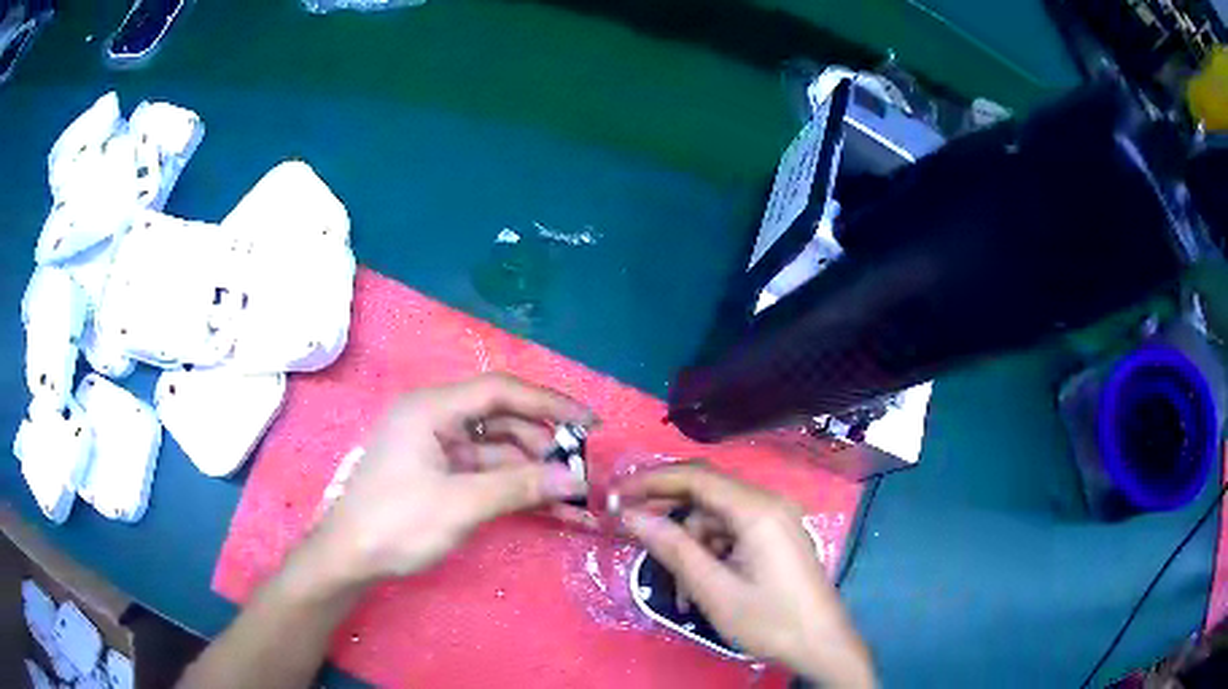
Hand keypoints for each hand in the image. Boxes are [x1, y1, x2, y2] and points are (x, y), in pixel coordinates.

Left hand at [312, 372, 597, 586]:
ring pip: (497, 449)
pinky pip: (485, 472)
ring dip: (533, 470)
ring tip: (572, 495)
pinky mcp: (439, 474)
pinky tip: (547, 505)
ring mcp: (437, 448)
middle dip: (543, 444)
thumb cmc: (396, 523)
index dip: (549, 404)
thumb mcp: (459, 505)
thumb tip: (574, 479)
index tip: (589, 423)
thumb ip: (518, 487)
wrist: (349, 559)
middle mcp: (435, 419)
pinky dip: (514, 486)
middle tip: (582, 470)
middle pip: (501, 419)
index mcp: (431, 409)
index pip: (500, 391)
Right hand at [617, 464, 874, 688]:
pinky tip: (702, 590)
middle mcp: (769, 505)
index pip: (696, 477)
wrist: (822, 644)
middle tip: (636, 540)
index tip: (615, 495)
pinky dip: (711, 556)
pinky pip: (733, 535)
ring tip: (681, 593)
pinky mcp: (777, 538)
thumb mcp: (715, 589)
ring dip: (691, 549)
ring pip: (717, 521)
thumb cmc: (770, 620)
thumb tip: (632, 515)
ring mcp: (776, 521)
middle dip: (671, 521)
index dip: (652, 481)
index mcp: (757, 511)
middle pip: (706, 498)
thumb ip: (673, 548)